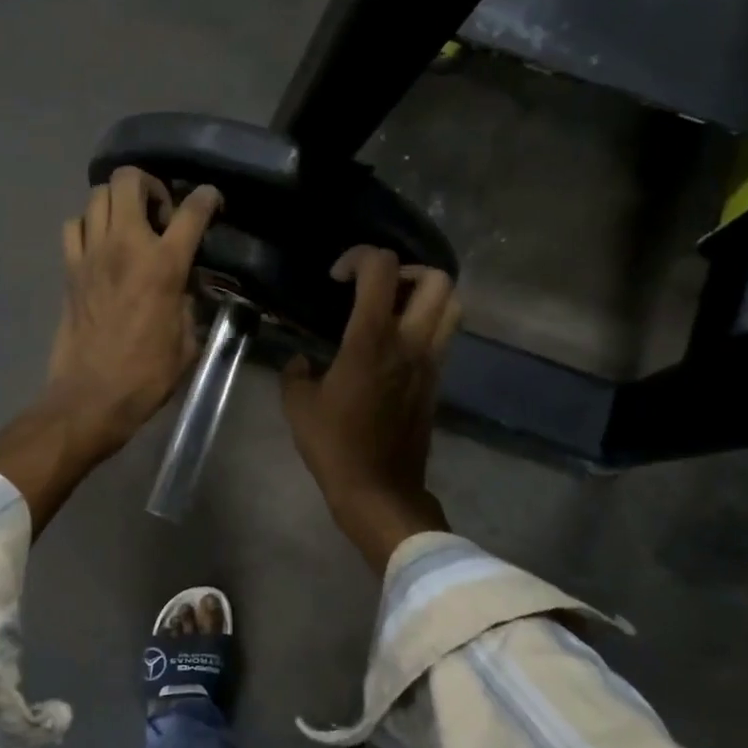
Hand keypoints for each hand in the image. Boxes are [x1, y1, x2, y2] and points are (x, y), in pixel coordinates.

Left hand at [45, 167, 221, 454]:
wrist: (92, 395)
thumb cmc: (147, 375)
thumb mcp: (187, 341)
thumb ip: (188, 304)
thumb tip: (182, 290)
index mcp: (164, 265)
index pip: (191, 212)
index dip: (207, 198)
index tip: (211, 201)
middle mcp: (125, 246)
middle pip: (129, 180)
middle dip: (149, 185)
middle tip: (160, 212)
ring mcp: (91, 254)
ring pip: (97, 196)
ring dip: (117, 202)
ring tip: (129, 226)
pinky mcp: (69, 269)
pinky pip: (74, 226)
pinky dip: (88, 225)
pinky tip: (100, 245)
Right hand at [281, 246, 461, 574]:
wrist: (379, 490)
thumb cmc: (335, 446)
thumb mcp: (297, 406)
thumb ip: (295, 372)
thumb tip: (301, 361)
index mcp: (371, 339)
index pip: (381, 269)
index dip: (359, 257)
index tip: (337, 278)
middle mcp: (410, 342)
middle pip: (436, 279)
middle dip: (405, 270)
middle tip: (376, 288)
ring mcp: (431, 361)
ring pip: (452, 305)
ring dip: (425, 295)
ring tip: (392, 309)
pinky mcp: (437, 381)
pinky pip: (443, 335)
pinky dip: (426, 323)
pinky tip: (394, 343)